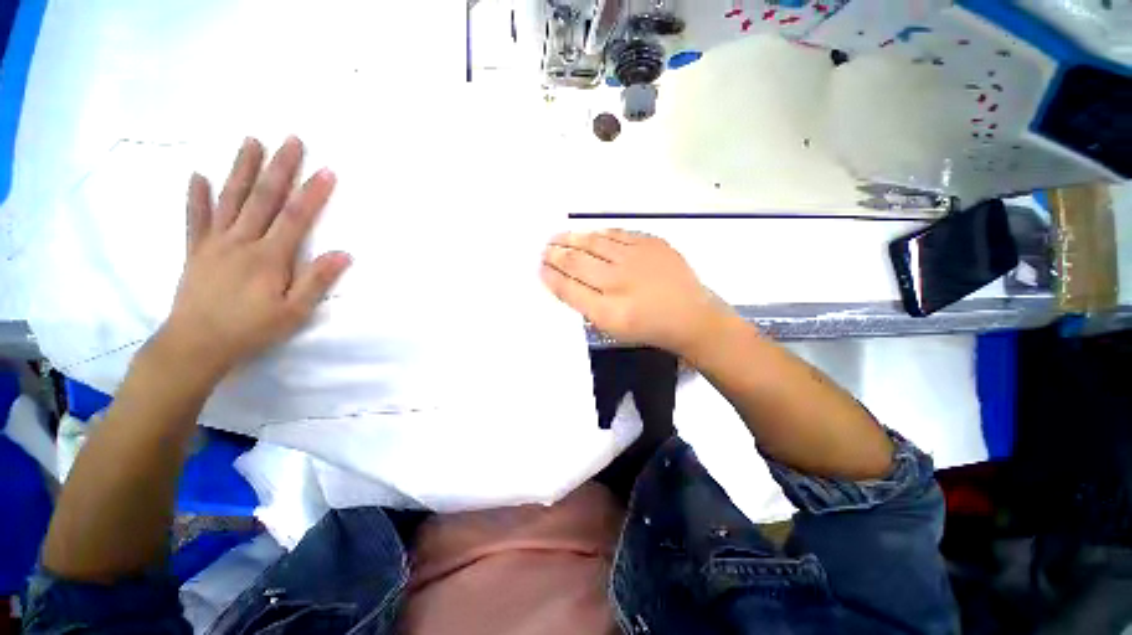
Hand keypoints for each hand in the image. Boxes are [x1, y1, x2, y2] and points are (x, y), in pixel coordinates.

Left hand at [159, 136, 350, 377]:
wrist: (196, 345)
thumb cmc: (251, 329)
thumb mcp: (294, 312)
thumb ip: (317, 280)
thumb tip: (344, 254)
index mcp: (269, 257)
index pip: (296, 217)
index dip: (313, 193)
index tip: (326, 170)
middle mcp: (241, 241)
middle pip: (263, 198)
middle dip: (280, 167)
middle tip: (291, 140)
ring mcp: (215, 243)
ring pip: (230, 199)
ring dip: (241, 168)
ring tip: (250, 141)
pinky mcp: (196, 250)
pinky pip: (196, 218)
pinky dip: (196, 196)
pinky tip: (198, 176)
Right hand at [540, 230, 731, 354]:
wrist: (691, 316)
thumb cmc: (648, 327)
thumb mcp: (613, 327)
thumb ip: (586, 305)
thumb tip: (564, 281)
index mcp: (608, 310)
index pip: (569, 288)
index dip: (550, 276)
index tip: (539, 267)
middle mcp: (618, 282)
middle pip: (577, 261)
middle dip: (555, 254)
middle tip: (544, 249)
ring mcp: (636, 259)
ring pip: (593, 242)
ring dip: (571, 238)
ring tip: (557, 237)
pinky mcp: (652, 243)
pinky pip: (617, 233)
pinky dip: (598, 233)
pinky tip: (588, 233)